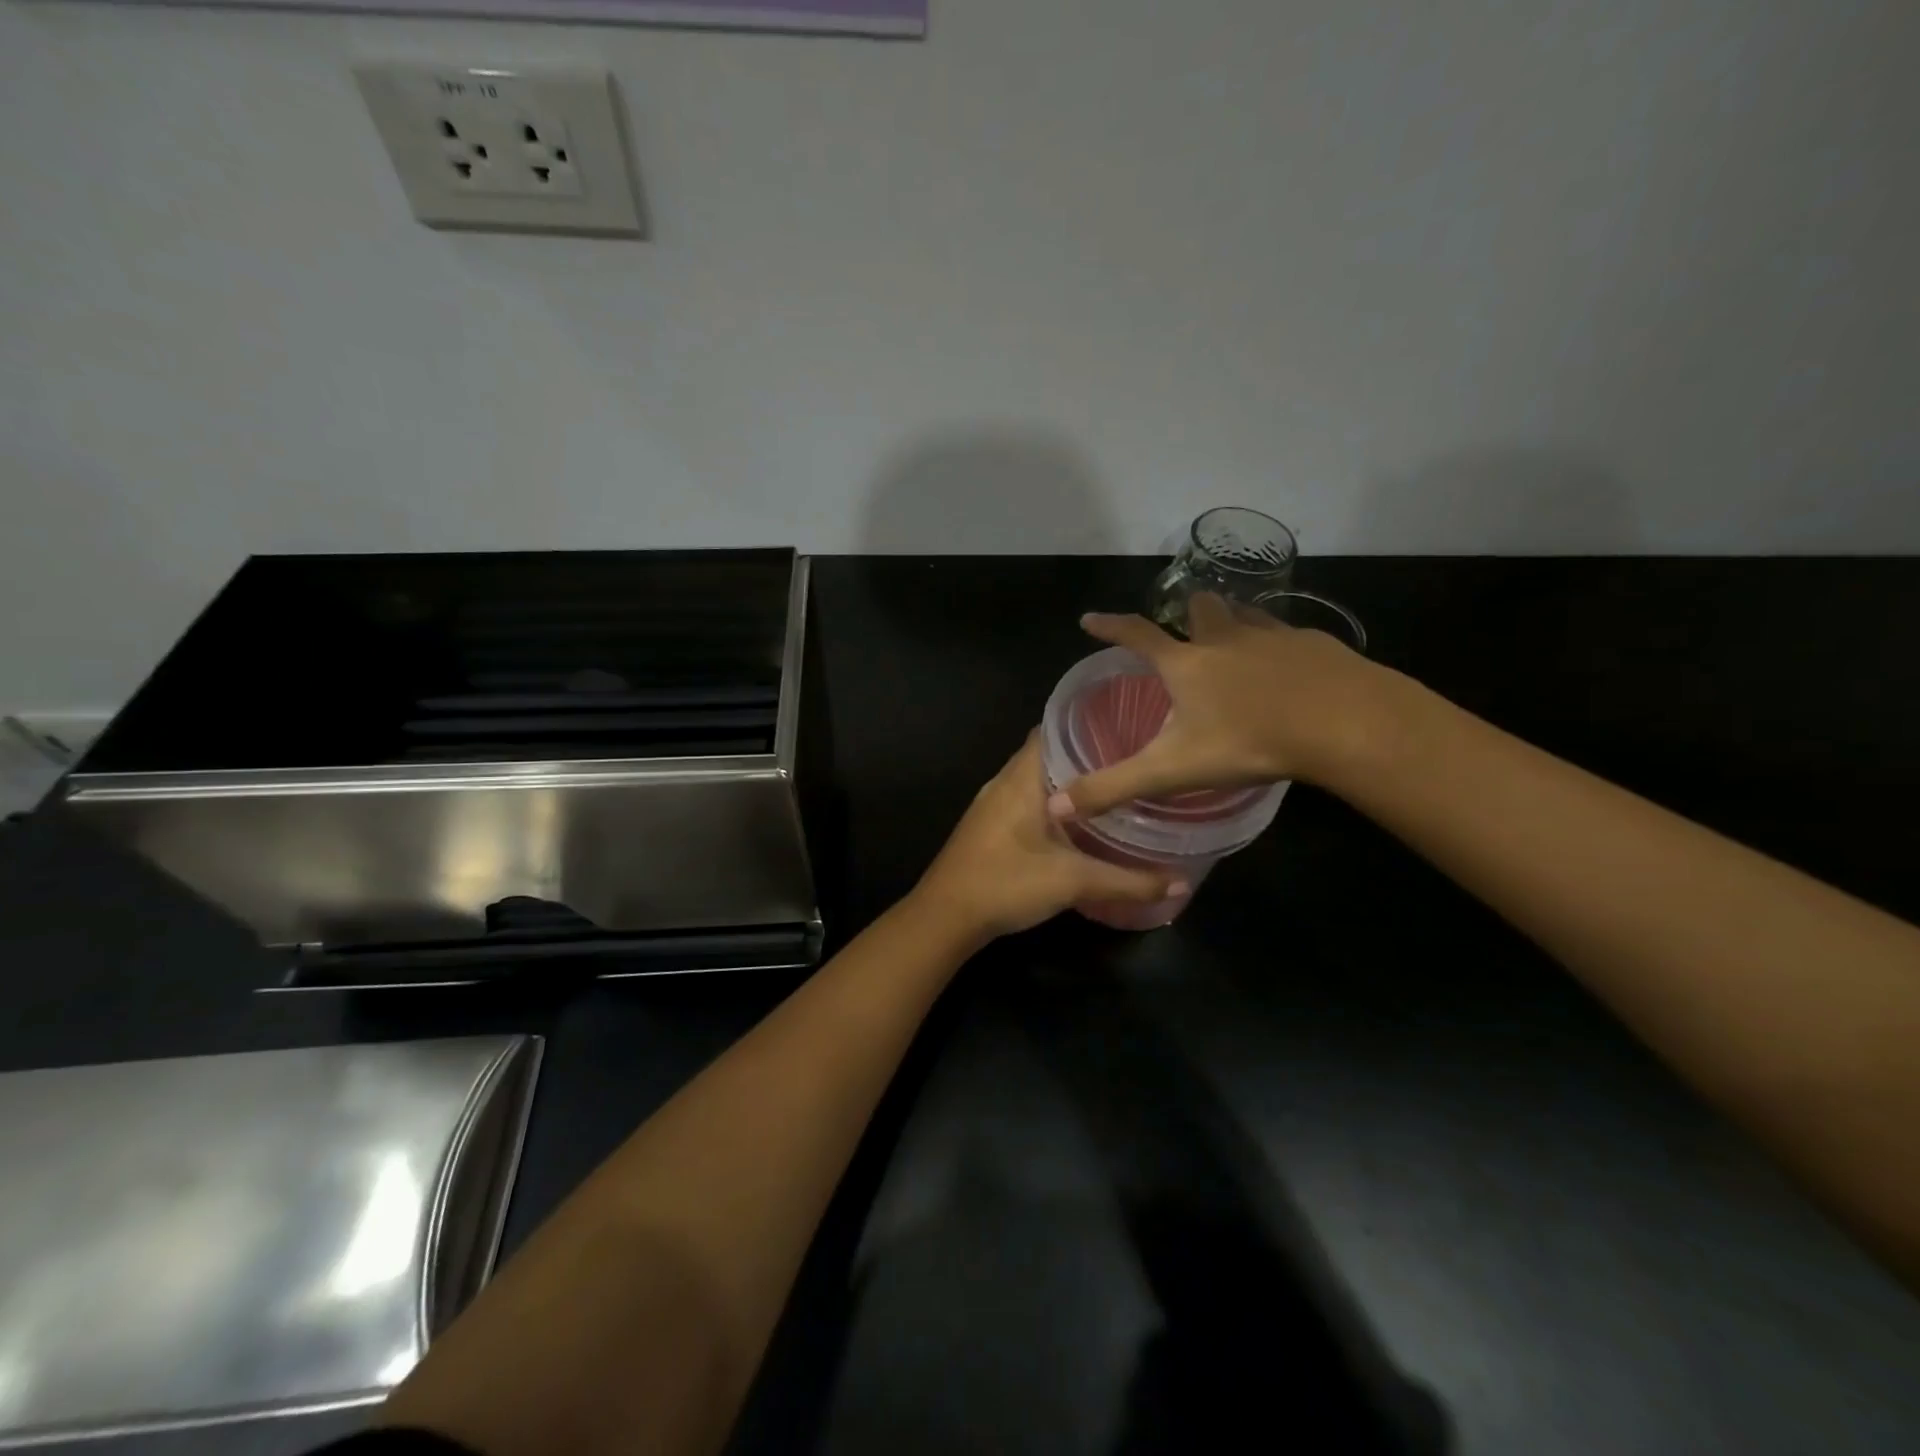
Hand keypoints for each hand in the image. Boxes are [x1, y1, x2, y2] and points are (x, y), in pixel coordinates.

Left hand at [913, 733, 1186, 940]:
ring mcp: (991, 805)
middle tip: (1129, 760)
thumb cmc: (1006, 883)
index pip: (1053, 729)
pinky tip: (1076, 822)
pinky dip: (1051, 803)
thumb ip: (1128, 882)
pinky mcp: (988, 827)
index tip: (1125, 726)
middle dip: (1085, 755)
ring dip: (1067, 782)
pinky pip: (1025, 801)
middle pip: (1047, 753)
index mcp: (1021, 778)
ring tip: (1111, 787)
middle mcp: (1004, 782)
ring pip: (1035, 780)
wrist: (945, 917)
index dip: (1087, 723)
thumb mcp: (1073, 882)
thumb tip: (1179, 882)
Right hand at [1048, 592, 1399, 819]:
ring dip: (1233, 620)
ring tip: (1234, 638)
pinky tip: (1289, 666)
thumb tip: (1055, 806)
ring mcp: (1273, 636)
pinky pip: (1288, 634)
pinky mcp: (1315, 644)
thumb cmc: (1247, 742)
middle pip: (1200, 609)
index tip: (1089, 619)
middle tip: (1187, 627)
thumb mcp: (1171, 770)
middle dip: (1188, 612)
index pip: (1136, 636)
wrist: (1342, 723)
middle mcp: (1225, 640)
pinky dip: (1278, 643)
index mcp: (1186, 665)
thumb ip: (1114, 787)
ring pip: (1246, 615)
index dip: (1110, 626)